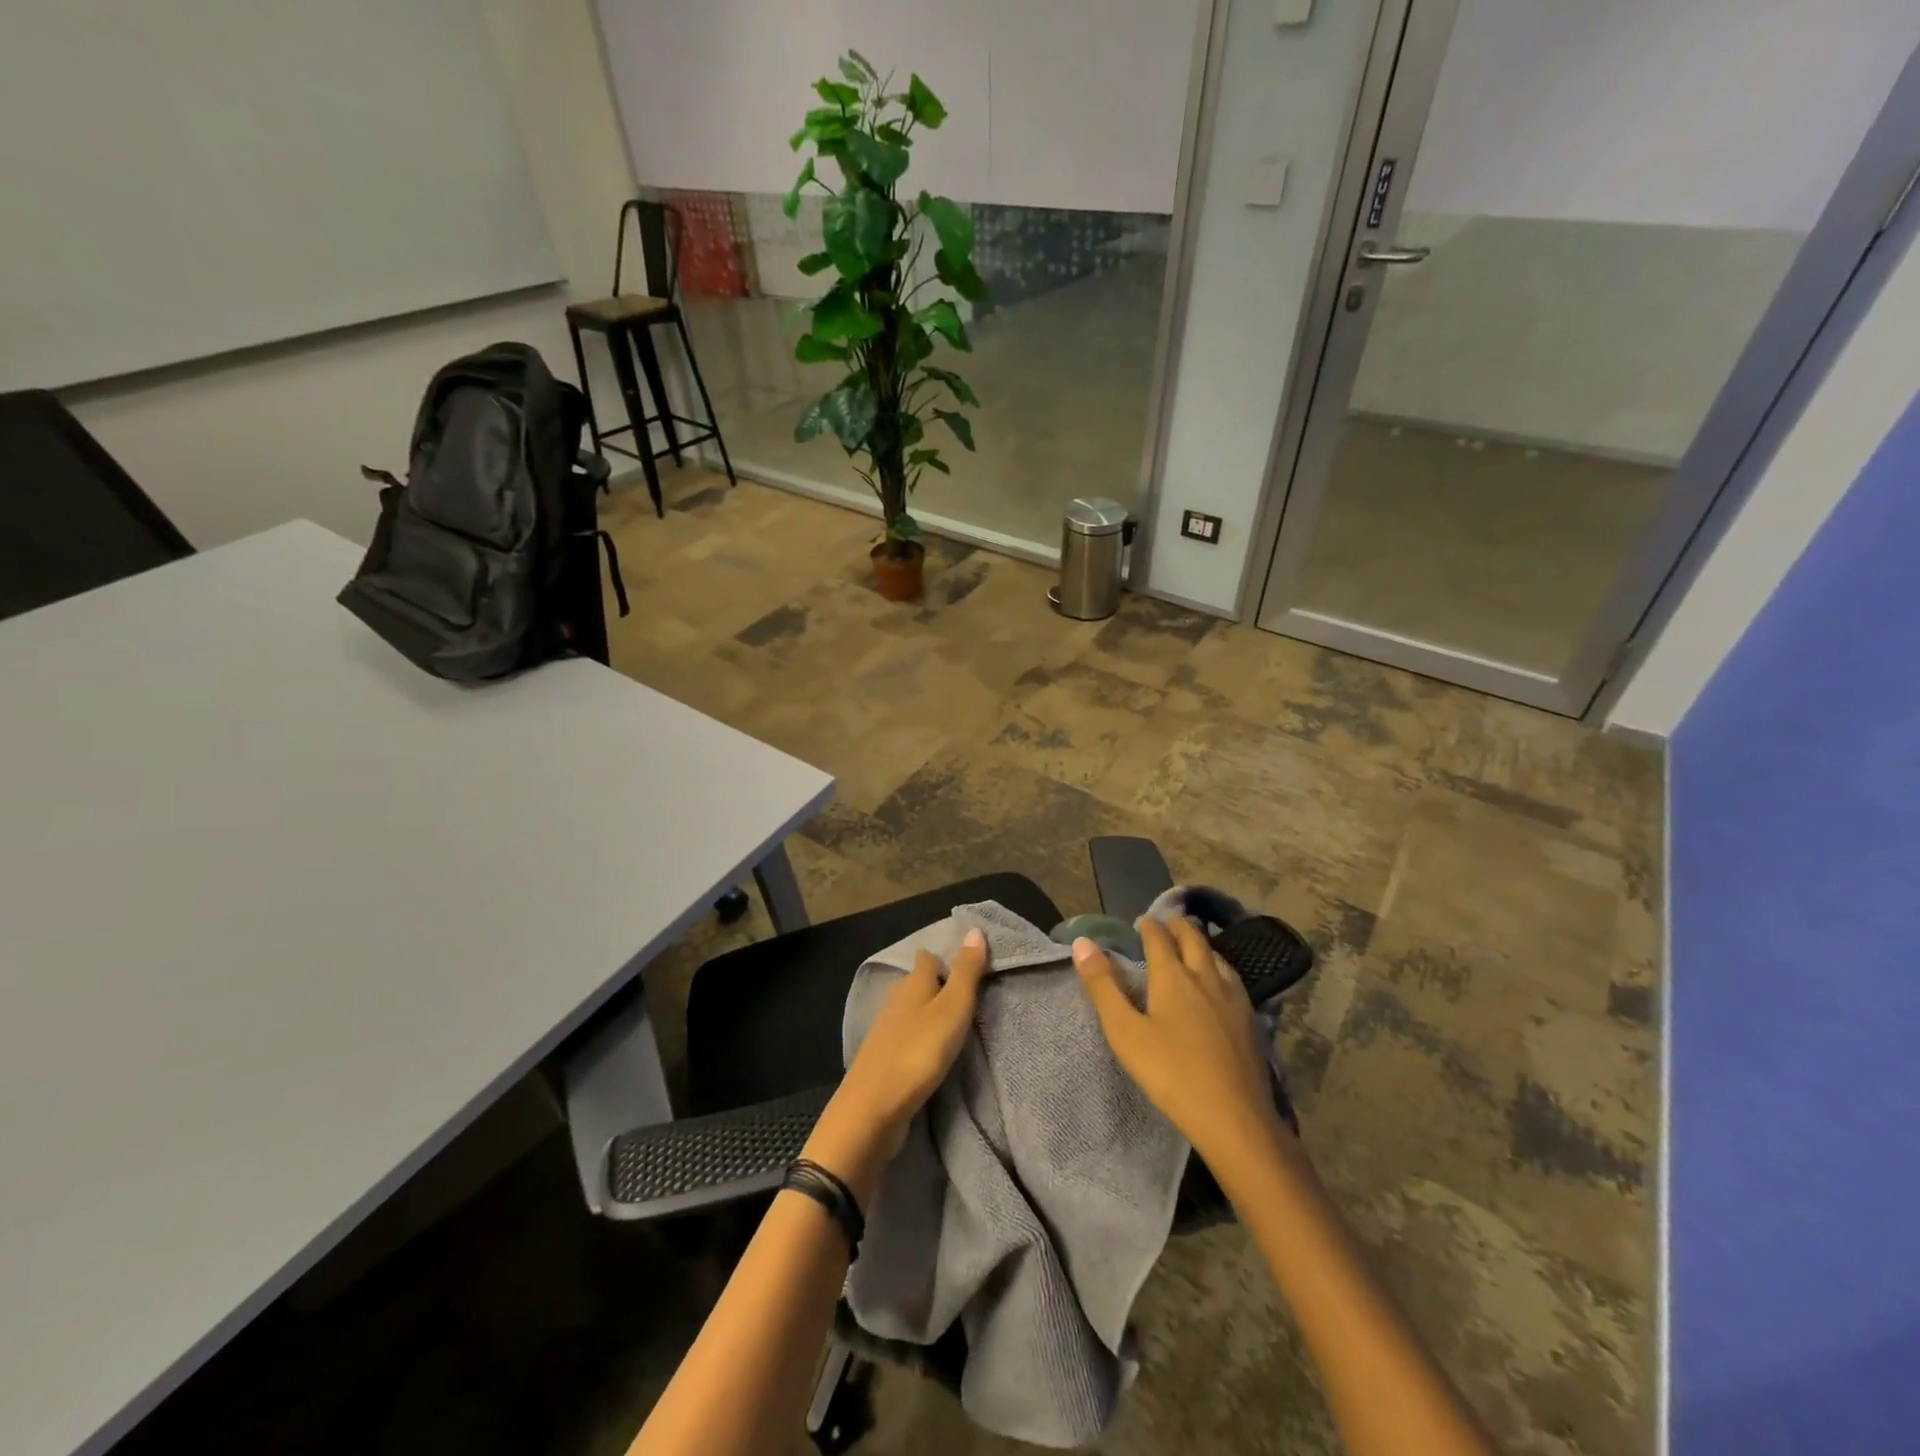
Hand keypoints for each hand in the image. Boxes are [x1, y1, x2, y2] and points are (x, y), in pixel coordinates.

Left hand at [804, 928, 987, 1201]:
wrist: (873, 1109)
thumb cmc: (918, 1051)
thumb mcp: (952, 1008)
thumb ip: (966, 972)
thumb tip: (975, 929)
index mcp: (912, 983)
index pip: (928, 958)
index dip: (946, 959)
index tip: (971, 970)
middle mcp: (896, 1000)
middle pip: (919, 984)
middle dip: (941, 988)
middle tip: (972, 1001)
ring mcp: (886, 1031)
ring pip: (913, 1012)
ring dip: (932, 1016)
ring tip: (959, 1028)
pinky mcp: (884, 1059)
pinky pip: (908, 1038)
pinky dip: (922, 1040)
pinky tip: (934, 1054)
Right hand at [1073, 917, 1286, 1168]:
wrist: (1235, 1118)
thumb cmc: (1171, 1074)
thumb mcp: (1125, 1032)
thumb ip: (1103, 986)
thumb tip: (1083, 942)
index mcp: (1173, 976)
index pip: (1159, 938)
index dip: (1148, 926)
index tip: (1140, 922)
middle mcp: (1205, 976)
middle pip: (1193, 938)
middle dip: (1177, 927)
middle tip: (1166, 924)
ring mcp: (1233, 997)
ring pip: (1217, 956)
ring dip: (1201, 944)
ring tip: (1192, 946)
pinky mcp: (1250, 1020)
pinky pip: (1232, 978)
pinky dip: (1219, 967)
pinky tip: (1220, 984)